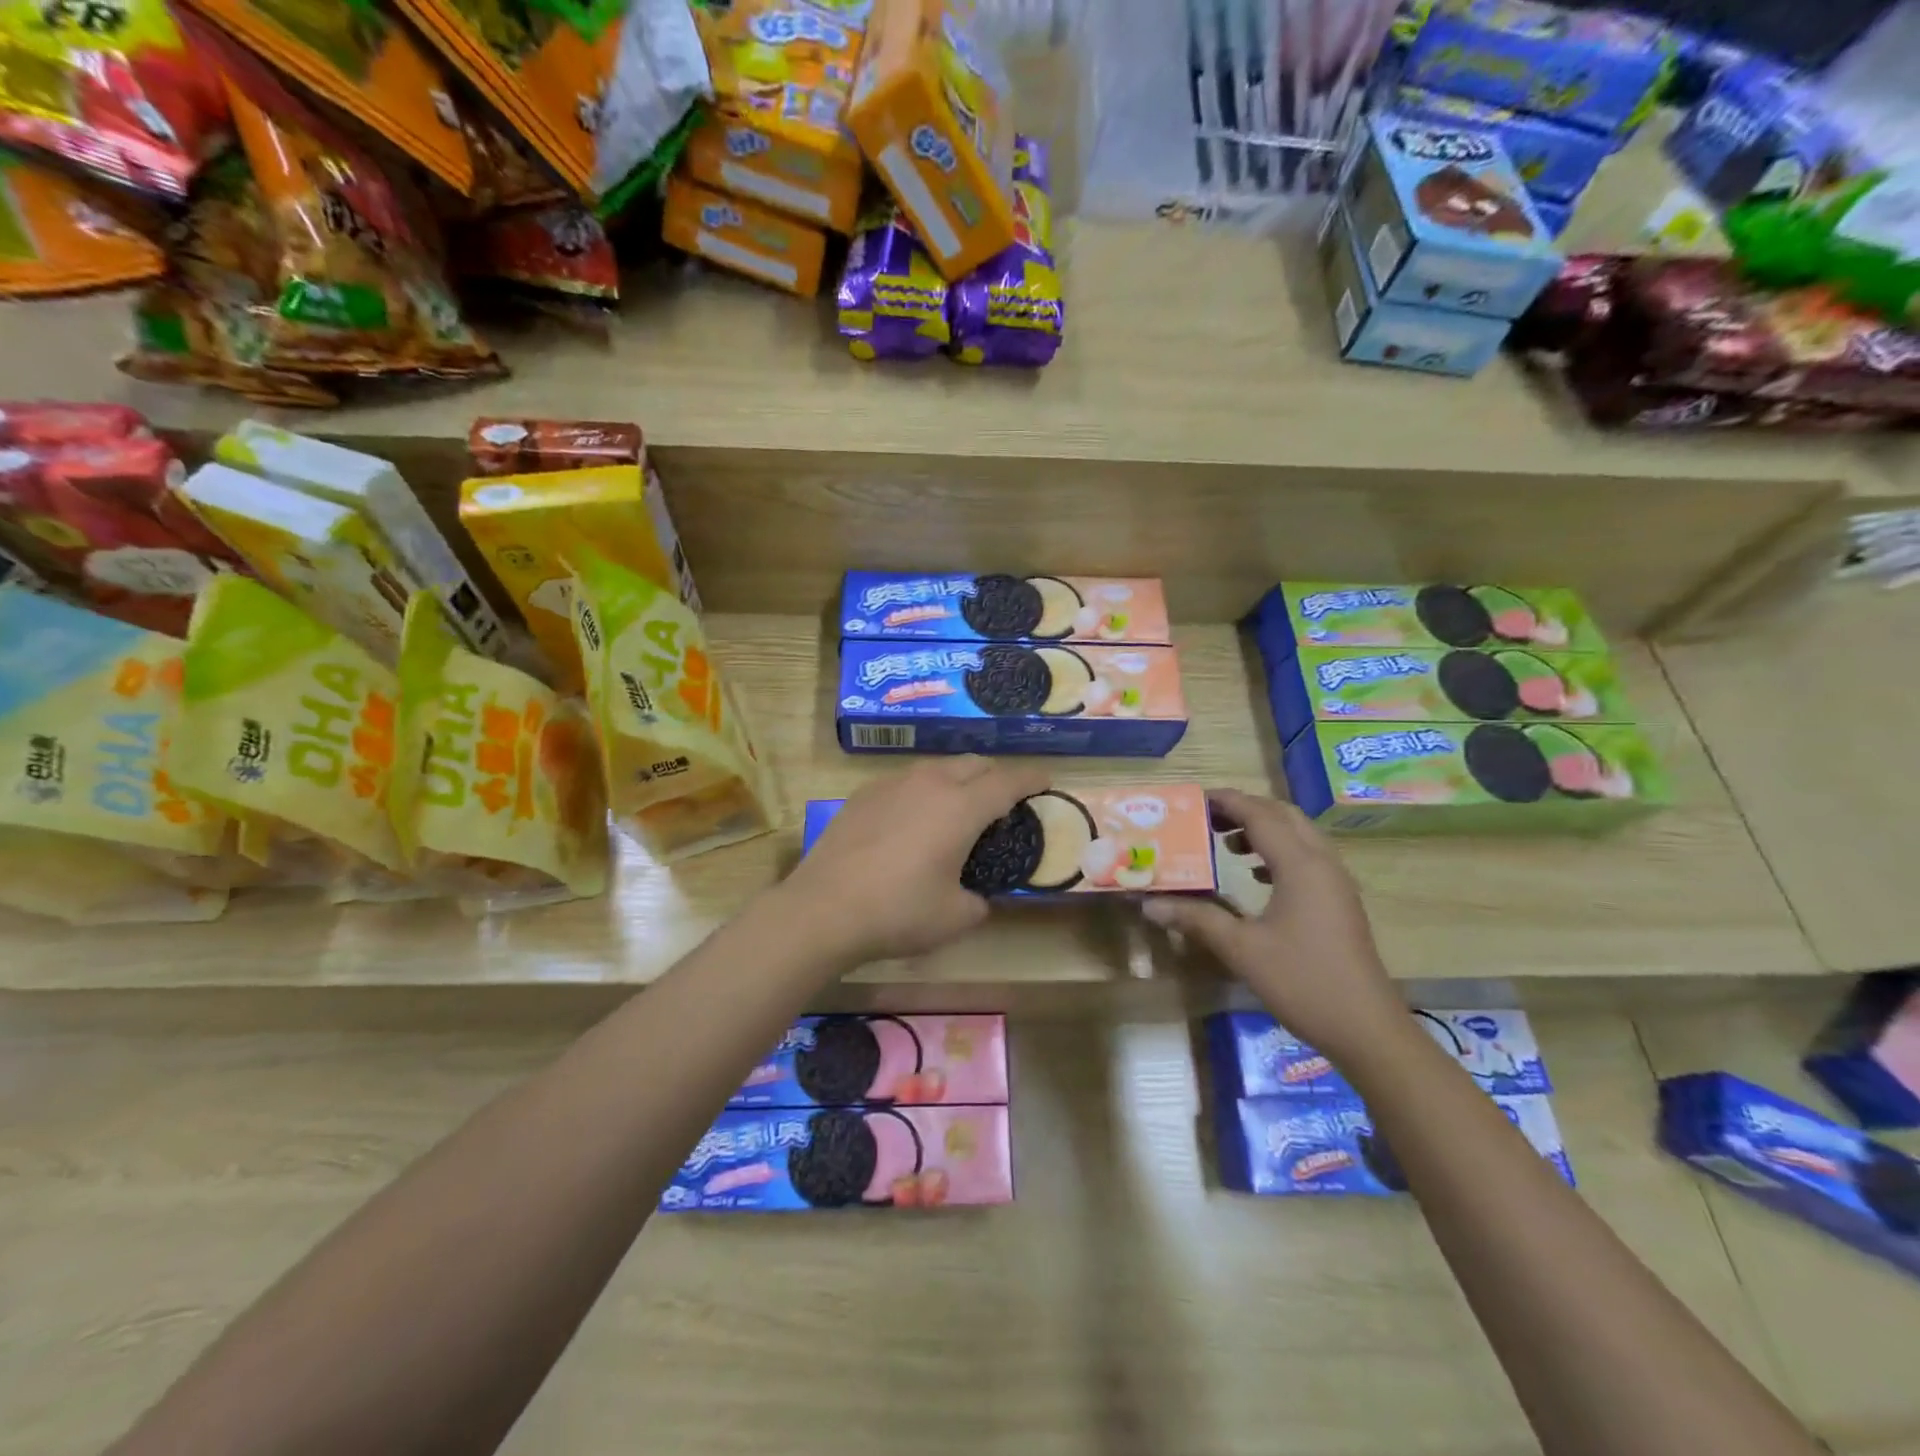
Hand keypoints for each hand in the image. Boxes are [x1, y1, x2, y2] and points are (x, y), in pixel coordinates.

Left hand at [781, 758, 1050, 966]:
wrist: (823, 909)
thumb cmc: (898, 912)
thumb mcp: (954, 917)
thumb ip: (978, 902)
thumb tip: (977, 897)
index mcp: (961, 807)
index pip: (1008, 781)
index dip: (1032, 778)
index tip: (1046, 780)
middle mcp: (930, 783)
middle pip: (974, 763)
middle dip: (996, 776)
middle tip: (1004, 801)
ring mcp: (892, 783)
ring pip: (938, 767)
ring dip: (959, 779)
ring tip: (960, 807)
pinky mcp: (863, 794)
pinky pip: (906, 780)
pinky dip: (925, 790)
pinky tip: (915, 817)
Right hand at [1144, 790, 1401, 1062]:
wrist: (1367, 1029)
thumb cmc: (1303, 982)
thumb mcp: (1242, 950)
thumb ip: (1196, 919)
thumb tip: (1149, 904)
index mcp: (1300, 865)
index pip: (1259, 815)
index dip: (1227, 801)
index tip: (1193, 799)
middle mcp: (1322, 863)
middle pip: (1283, 816)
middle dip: (1245, 810)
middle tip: (1206, 818)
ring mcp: (1336, 882)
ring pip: (1298, 835)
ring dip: (1263, 829)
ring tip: (1225, 844)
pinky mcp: (1339, 901)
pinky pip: (1307, 857)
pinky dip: (1278, 852)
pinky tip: (1255, 876)